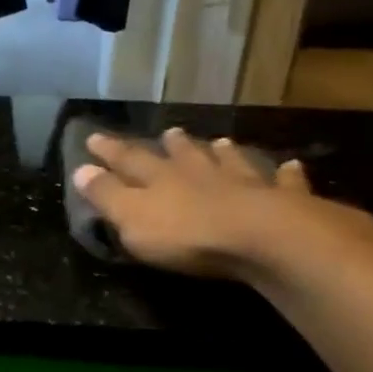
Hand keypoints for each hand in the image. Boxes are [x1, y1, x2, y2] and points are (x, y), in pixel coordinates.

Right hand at [73, 128, 372, 285]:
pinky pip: (283, 183)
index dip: (110, 151)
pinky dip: (286, 175)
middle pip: (183, 155)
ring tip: (219, 143)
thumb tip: (80, 169)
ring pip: (230, 162)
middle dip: (172, 146)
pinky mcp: (280, 200)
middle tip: (169, 133)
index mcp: (160, 180)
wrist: (259, 238)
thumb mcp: (131, 218)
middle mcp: (200, 174)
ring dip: (222, 153)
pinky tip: (292, 166)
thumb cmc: (186, 234)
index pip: (129, 160)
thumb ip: (107, 195)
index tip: (94, 137)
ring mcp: (243, 183)